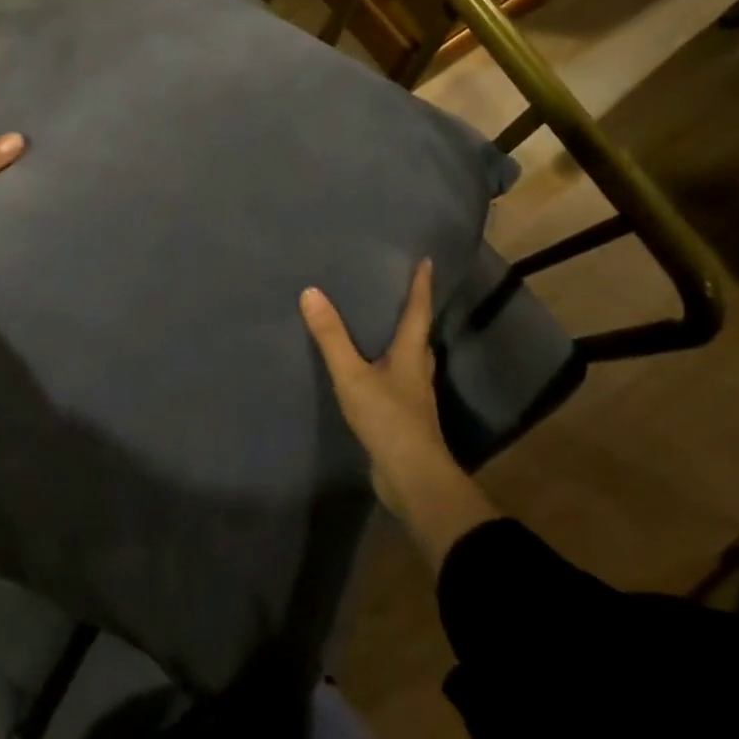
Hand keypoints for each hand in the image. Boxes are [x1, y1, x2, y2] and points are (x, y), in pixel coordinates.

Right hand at [301, 260, 497, 565]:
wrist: (412, 478)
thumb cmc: (388, 419)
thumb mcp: (353, 375)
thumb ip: (331, 337)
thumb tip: (311, 292)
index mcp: (410, 354)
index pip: (418, 312)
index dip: (421, 286)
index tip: (427, 261)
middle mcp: (417, 371)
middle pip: (418, 335)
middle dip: (411, 312)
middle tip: (397, 290)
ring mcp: (413, 397)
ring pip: (409, 359)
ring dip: (400, 341)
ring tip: (381, 325)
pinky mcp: (403, 417)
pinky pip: (396, 381)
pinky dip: (387, 368)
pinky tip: (371, 371)